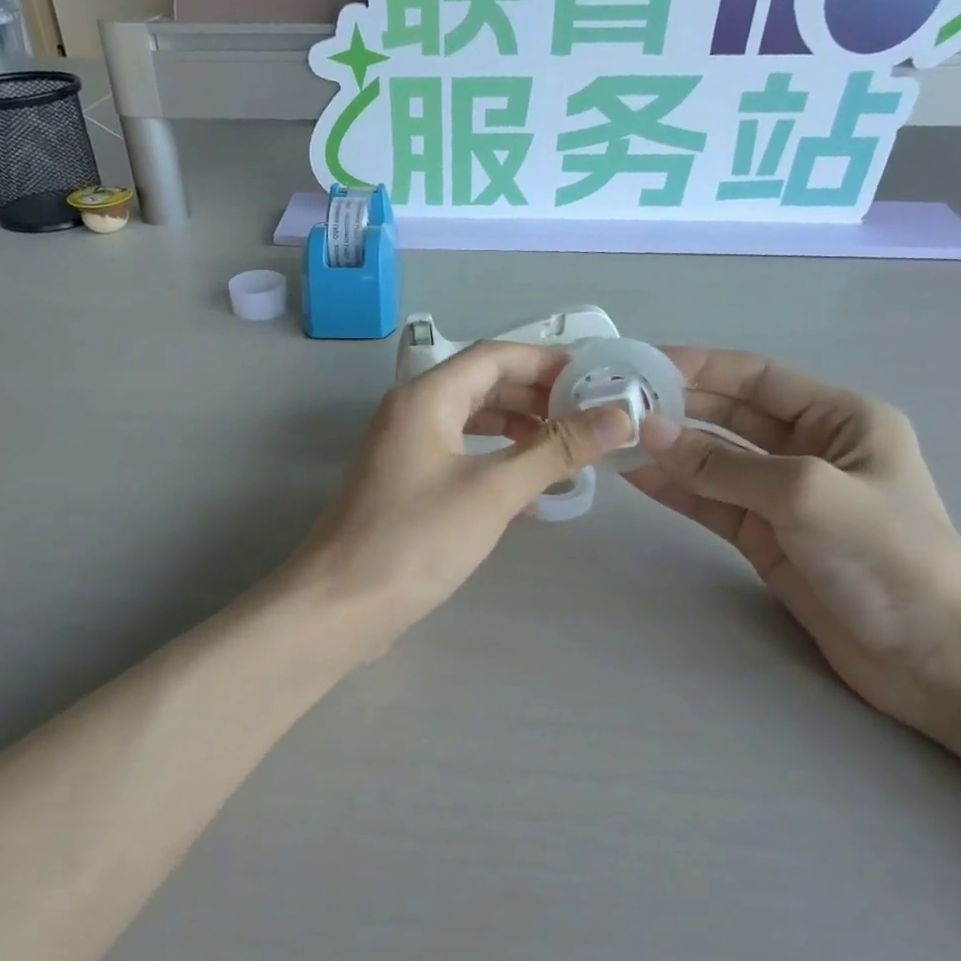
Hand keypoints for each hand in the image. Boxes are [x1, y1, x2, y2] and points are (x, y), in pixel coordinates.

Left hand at [288, 342, 632, 662]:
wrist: (340, 604)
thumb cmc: (416, 540)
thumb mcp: (493, 491)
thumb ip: (555, 450)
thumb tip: (619, 417)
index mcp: (426, 397)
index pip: (496, 356)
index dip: (549, 362)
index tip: (598, 380)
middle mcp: (411, 411)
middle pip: (483, 383)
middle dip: (538, 394)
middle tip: (591, 415)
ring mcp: (404, 447)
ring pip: (471, 418)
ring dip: (519, 424)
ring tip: (567, 444)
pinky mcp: (405, 482)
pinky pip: (459, 450)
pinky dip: (495, 454)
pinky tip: (527, 477)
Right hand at [625, 349, 960, 735]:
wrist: (932, 656)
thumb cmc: (887, 556)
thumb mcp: (805, 494)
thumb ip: (724, 464)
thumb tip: (650, 432)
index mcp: (840, 418)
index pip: (758, 377)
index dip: (701, 367)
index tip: (642, 365)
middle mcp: (810, 448)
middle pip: (731, 415)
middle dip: (678, 408)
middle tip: (617, 404)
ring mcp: (784, 496)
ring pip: (714, 461)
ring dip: (669, 449)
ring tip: (614, 437)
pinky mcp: (765, 537)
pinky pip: (711, 502)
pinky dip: (676, 489)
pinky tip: (636, 476)